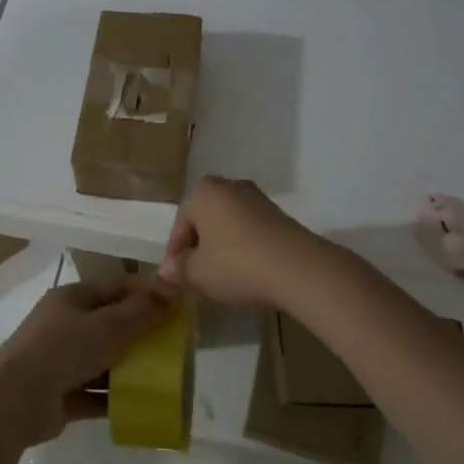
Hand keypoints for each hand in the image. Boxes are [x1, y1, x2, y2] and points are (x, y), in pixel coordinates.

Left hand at [0, 275, 175, 450]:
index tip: (176, 305)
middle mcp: (66, 325)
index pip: (115, 287)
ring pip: (104, 360)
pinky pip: (95, 393)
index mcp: (72, 298)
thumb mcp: (107, 326)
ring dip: (129, 369)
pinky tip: (141, 406)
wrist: (15, 400)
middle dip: (141, 334)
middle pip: (110, 324)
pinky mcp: (62, 395)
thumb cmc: (62, 350)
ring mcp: (61, 361)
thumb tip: (174, 289)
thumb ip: (141, 311)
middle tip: (174, 346)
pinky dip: (115, 399)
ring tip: (164, 379)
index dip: (145, 292)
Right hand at [157, 176, 328, 308]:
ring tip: (221, 276)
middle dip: (199, 245)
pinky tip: (246, 271)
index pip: (181, 222)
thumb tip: (165, 271)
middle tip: (197, 274)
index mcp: (204, 193)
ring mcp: (258, 198)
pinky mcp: (280, 215)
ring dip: (222, 246)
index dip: (175, 252)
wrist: (298, 268)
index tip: (176, 277)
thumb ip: (179, 270)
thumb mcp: (198, 273)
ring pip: (229, 224)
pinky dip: (244, 247)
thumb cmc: (236, 264)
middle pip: (206, 219)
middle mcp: (229, 186)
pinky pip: (251, 230)